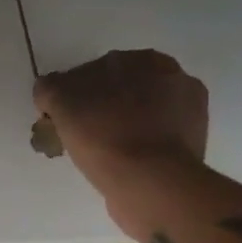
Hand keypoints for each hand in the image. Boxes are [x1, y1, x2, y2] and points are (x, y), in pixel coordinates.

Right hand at [34, 50, 209, 231]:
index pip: (97, 71)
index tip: (61, 118)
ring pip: (140, 117)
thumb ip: (51, 88)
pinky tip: (122, 164)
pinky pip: (154, 141)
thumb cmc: (104, 135)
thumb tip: (49, 89)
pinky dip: (139, 148)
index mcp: (144, 60)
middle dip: (101, 109)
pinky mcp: (192, 147)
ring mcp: (188, 114)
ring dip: (121, 128)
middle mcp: (173, 79)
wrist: (150, 183)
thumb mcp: (61, 102)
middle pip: (122, 92)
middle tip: (80, 137)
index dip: (74, 94)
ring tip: (100, 156)